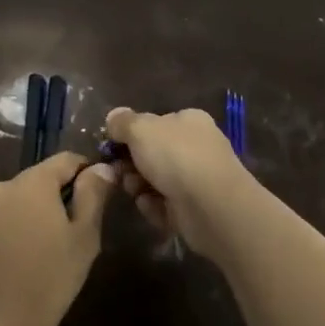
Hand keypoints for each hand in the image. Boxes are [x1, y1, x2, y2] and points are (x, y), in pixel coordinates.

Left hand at [0, 152, 115, 325]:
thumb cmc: (51, 278)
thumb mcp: (85, 237)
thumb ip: (93, 195)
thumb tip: (100, 167)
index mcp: (32, 184)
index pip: (63, 161)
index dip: (81, 172)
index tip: (92, 192)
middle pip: (30, 185)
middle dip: (46, 202)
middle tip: (60, 236)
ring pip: (3, 208)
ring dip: (17, 221)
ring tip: (28, 257)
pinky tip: (0, 270)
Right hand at [104, 106, 249, 256]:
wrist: (212, 206)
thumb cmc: (176, 156)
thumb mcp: (141, 129)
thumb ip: (123, 122)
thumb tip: (113, 116)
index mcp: (188, 121)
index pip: (155, 123)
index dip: (131, 134)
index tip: (112, 146)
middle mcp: (196, 147)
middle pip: (152, 154)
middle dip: (131, 164)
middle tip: (119, 172)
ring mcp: (197, 180)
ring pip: (154, 181)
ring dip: (139, 186)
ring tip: (137, 191)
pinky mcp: (195, 209)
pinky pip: (164, 205)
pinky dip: (155, 207)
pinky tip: (154, 207)